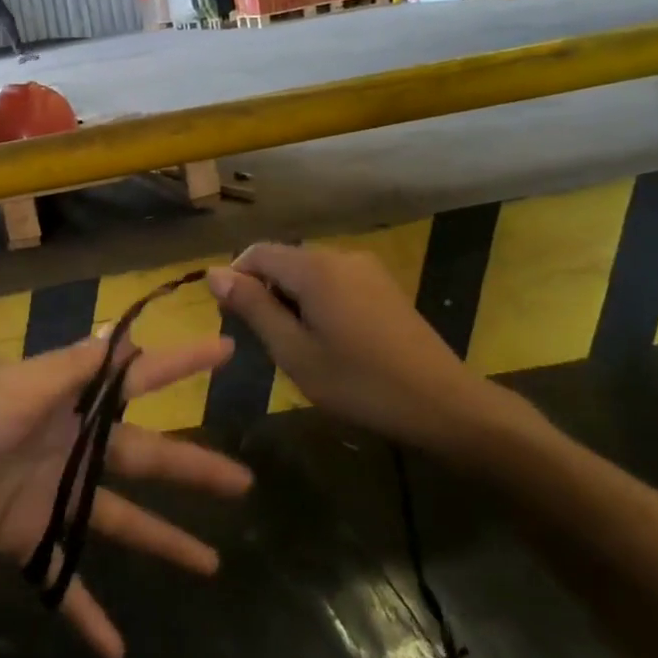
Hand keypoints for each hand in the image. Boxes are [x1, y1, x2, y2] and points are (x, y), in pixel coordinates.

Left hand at [0, 334, 252, 657]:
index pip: (137, 379)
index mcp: (67, 402)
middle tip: (243, 484)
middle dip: (192, 469)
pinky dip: (86, 613)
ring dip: (161, 543)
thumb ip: (70, 369)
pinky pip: (63, 577)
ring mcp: (49, 494)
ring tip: (211, 568)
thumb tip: (122, 334)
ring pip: (117, 520)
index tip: (225, 354)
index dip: (180, 364)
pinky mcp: (23, 538)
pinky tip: (118, 652)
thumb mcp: (16, 387)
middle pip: (142, 458)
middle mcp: (67, 445)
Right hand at [207, 242, 526, 457]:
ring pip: (308, 273)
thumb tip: (214, 274)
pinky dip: (317, 302)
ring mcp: (367, 269)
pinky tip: (329, 341)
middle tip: (267, 342)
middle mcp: (340, 255)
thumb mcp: (293, 351)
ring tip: (298, 347)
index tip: (233, 320)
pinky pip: (333, 282)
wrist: (442, 403)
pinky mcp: (383, 286)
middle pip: (283, 261)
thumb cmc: (358, 382)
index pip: (256, 253)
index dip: (236, 281)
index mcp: (314, 267)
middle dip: (265, 293)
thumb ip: (252, 307)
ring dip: (291, 300)